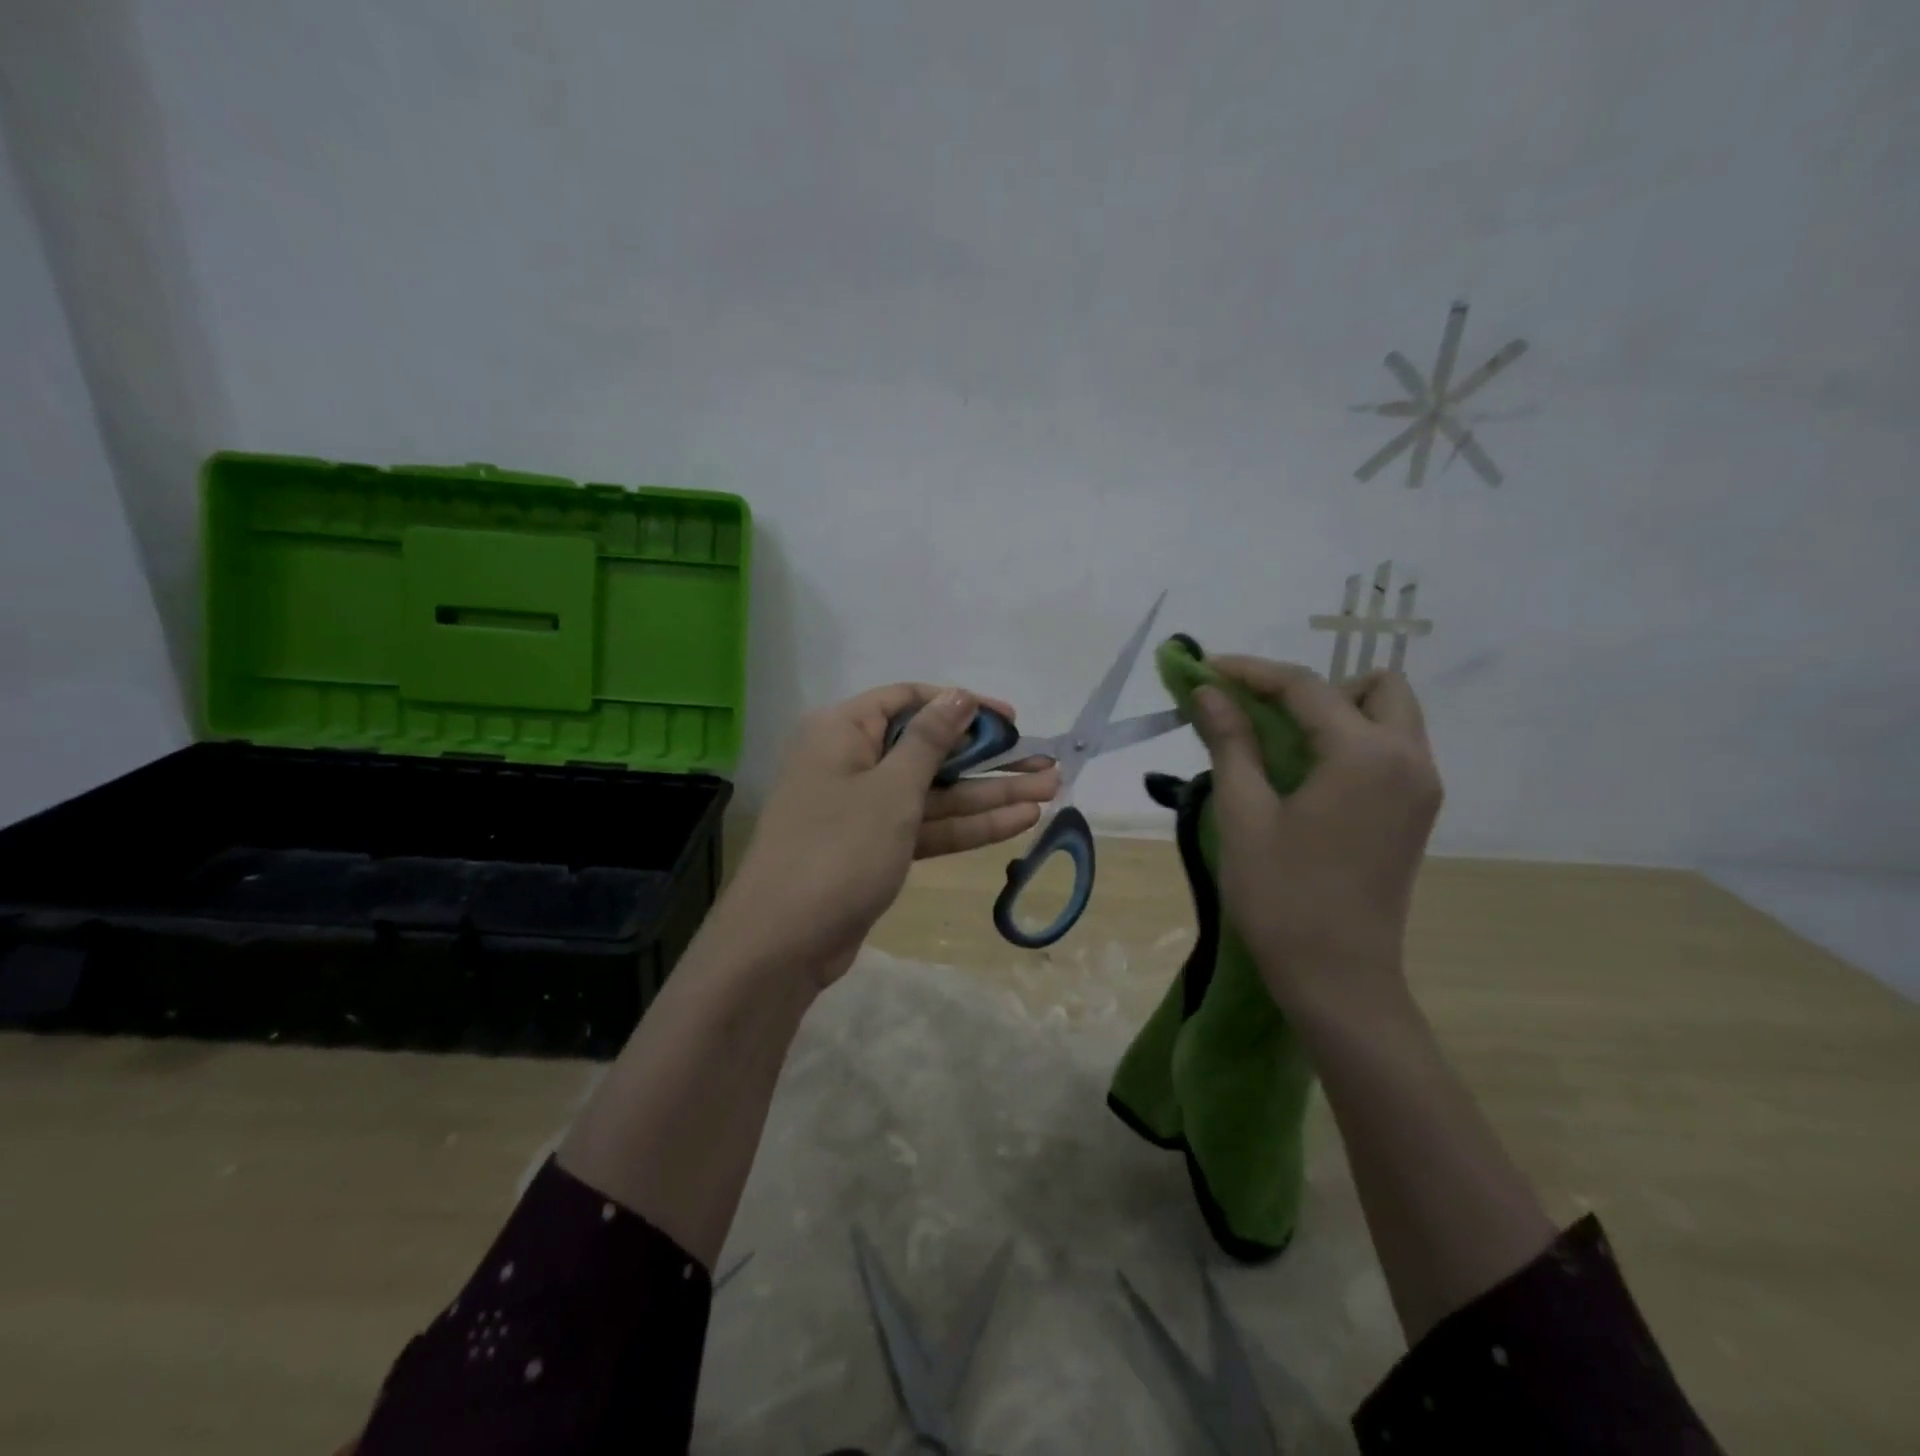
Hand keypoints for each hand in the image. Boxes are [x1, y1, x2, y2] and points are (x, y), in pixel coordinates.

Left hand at [719, 684, 1059, 985]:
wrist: (783, 943)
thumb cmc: (838, 850)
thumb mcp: (891, 789)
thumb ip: (930, 740)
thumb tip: (959, 696)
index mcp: (843, 730)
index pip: (909, 700)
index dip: (961, 706)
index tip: (1011, 720)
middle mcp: (852, 761)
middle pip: (929, 749)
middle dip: (988, 759)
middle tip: (1046, 764)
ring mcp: (865, 808)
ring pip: (934, 792)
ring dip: (988, 794)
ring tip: (1050, 791)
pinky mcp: (876, 847)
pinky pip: (926, 825)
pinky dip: (966, 825)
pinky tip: (1018, 821)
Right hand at [1189, 659, 1441, 1017]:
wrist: (1338, 979)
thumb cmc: (1282, 897)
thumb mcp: (1244, 814)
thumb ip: (1231, 742)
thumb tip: (1209, 691)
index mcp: (1365, 755)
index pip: (1306, 687)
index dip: (1251, 671)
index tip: (1206, 667)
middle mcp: (1409, 759)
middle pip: (1374, 686)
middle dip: (1314, 687)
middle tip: (1262, 714)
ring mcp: (1421, 787)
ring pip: (1390, 716)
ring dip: (1337, 712)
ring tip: (1281, 742)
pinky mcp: (1418, 813)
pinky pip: (1391, 749)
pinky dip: (1351, 741)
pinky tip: (1307, 773)